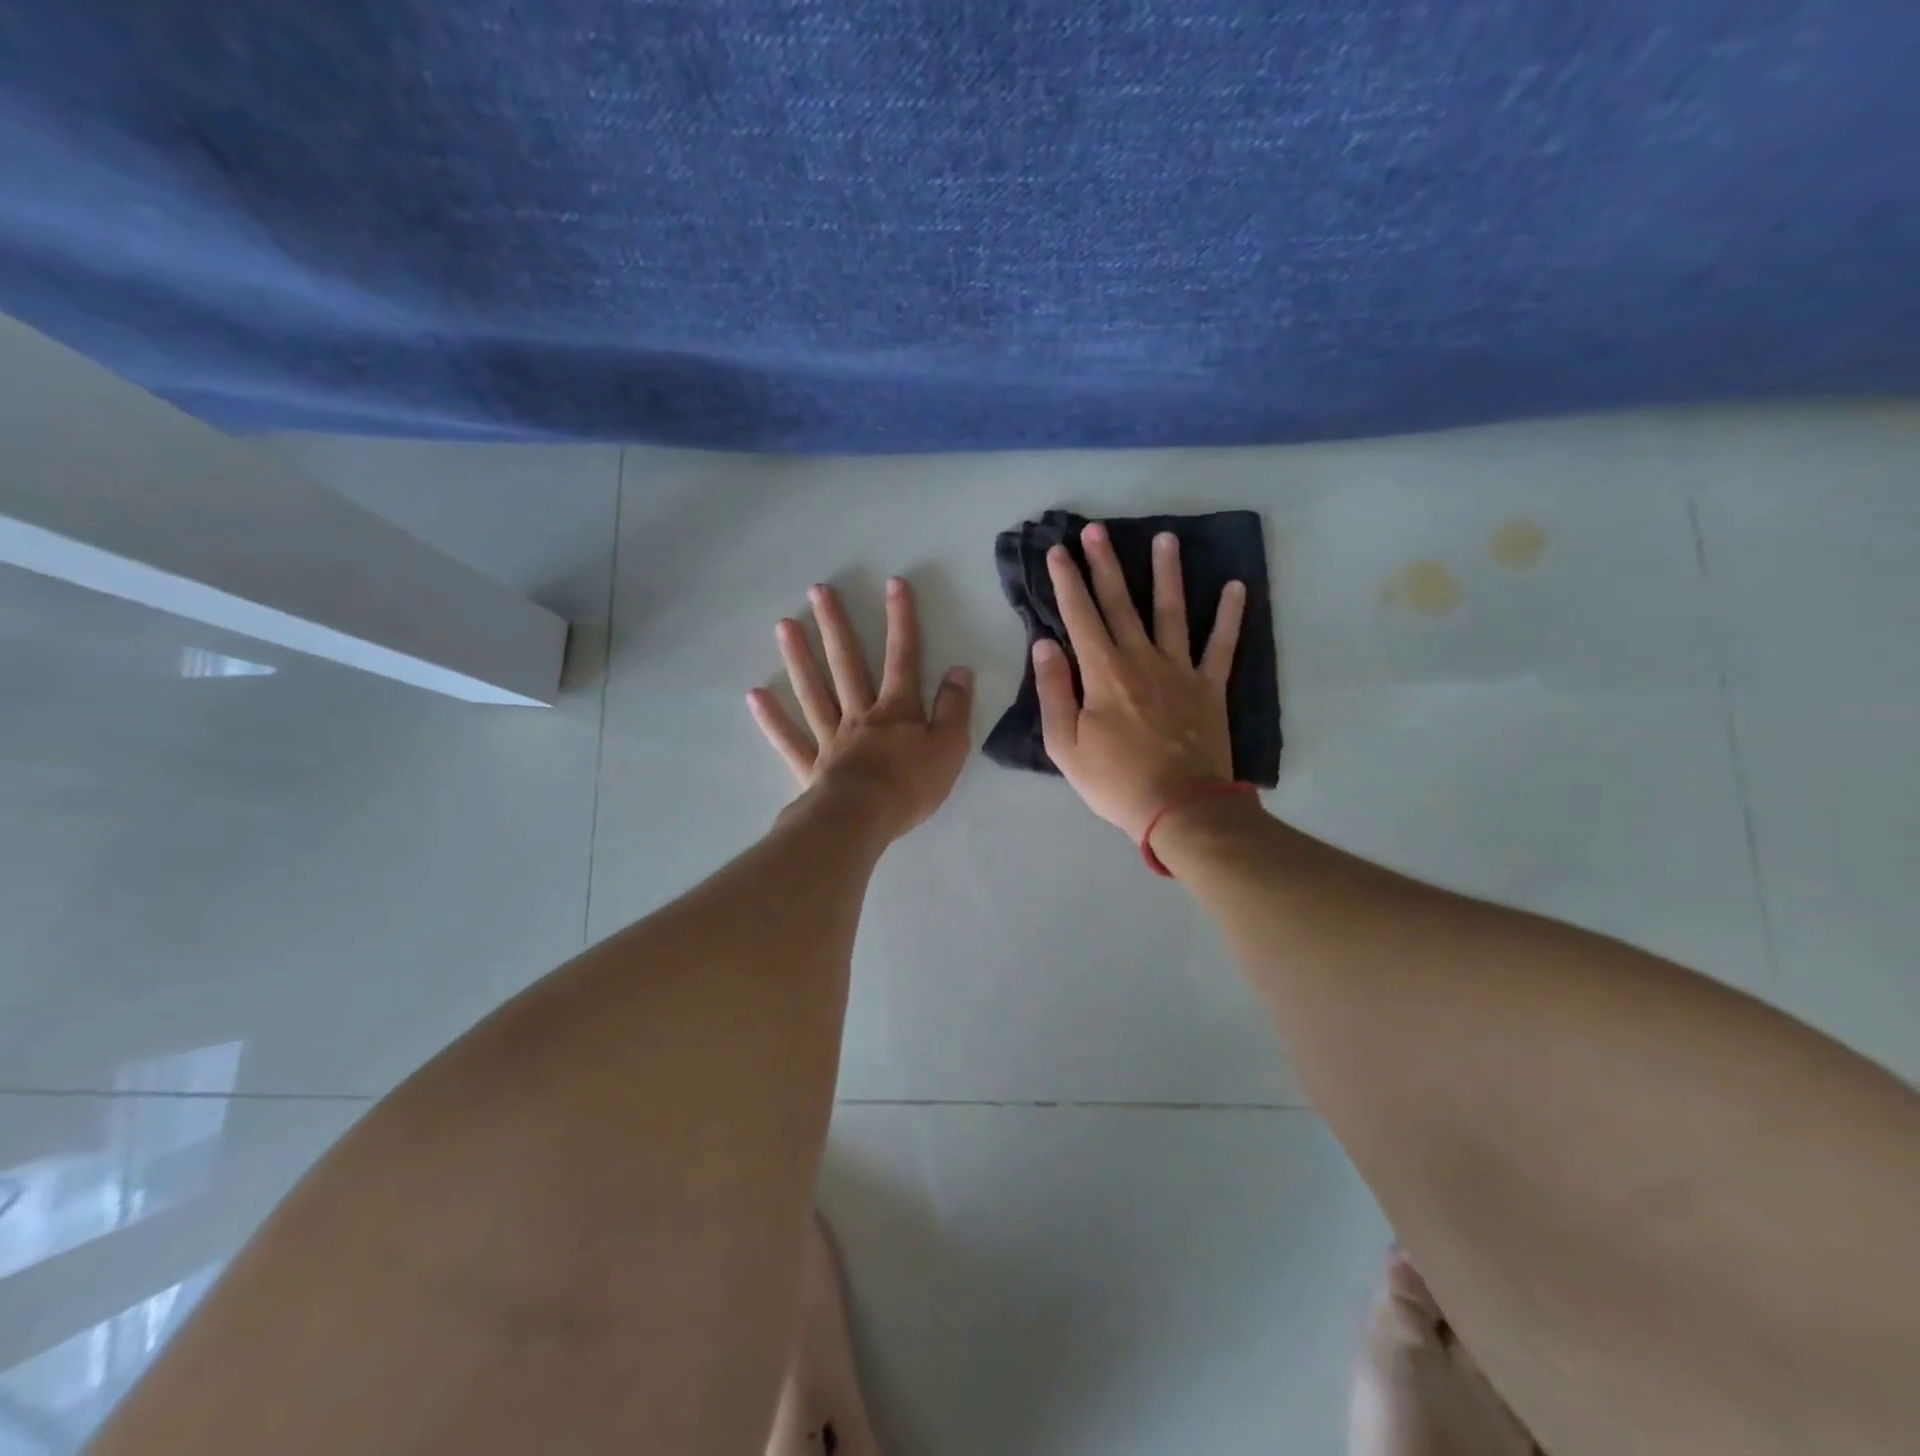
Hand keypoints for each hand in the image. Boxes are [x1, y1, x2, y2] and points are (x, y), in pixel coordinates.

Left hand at [748, 578, 973, 840]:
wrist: (864, 820)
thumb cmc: (911, 786)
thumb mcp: (950, 747)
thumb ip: (955, 709)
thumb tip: (960, 671)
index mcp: (897, 710)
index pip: (903, 657)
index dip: (901, 620)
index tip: (893, 584)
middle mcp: (860, 714)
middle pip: (847, 664)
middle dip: (836, 626)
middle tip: (818, 591)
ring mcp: (831, 738)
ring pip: (814, 691)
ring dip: (799, 658)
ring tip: (784, 625)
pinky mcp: (811, 766)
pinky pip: (790, 739)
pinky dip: (772, 719)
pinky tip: (755, 695)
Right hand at [1034, 523, 1245, 838]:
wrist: (1180, 808)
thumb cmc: (1115, 781)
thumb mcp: (1065, 745)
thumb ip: (1053, 690)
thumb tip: (1044, 644)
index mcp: (1102, 672)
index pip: (1079, 615)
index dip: (1066, 581)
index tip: (1057, 551)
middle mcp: (1141, 658)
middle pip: (1120, 602)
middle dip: (1105, 564)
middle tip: (1096, 530)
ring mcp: (1180, 669)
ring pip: (1171, 611)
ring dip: (1167, 573)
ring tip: (1165, 538)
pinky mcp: (1210, 687)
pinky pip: (1222, 644)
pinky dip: (1230, 616)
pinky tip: (1235, 586)